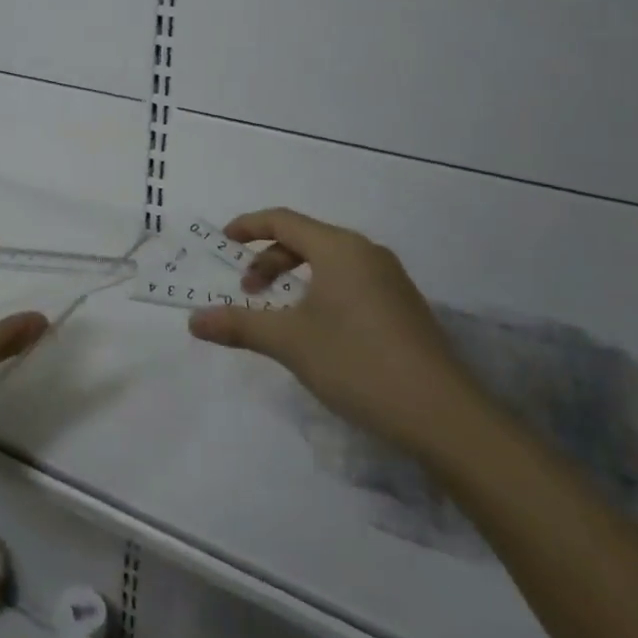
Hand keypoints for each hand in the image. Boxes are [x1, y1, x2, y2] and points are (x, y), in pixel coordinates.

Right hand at [187, 207, 484, 454]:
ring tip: (279, 314)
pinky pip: (350, 283)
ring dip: (295, 279)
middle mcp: (366, 253)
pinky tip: (317, 332)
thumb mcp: (290, 342)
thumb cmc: (358, 363)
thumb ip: (239, 325)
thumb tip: (194, 320)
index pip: (283, 220)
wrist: (444, 417)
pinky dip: (320, 292)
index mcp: (339, 248)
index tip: (222, 242)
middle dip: (269, 260)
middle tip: (247, 292)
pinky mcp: (403, 308)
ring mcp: (390, 280)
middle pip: (306, 240)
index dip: (248, 226)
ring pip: (329, 263)